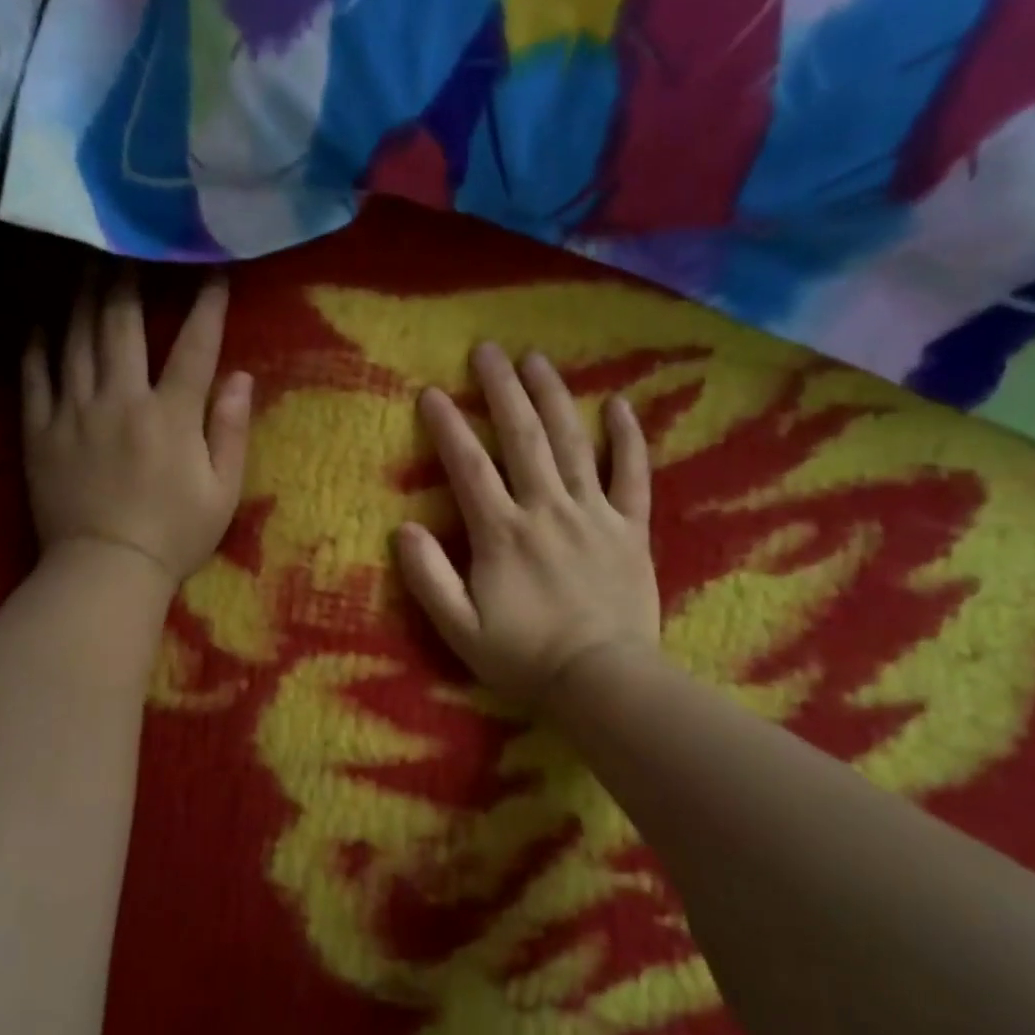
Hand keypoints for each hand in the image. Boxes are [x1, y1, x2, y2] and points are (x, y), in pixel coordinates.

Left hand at [22, 272, 251, 588]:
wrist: (105, 571)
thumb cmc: (174, 535)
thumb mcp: (223, 491)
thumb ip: (232, 431)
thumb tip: (242, 377)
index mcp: (171, 416)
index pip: (194, 347)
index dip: (207, 307)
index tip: (213, 273)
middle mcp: (121, 400)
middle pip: (122, 325)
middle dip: (129, 280)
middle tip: (129, 247)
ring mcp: (74, 413)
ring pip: (76, 340)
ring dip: (83, 298)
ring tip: (86, 264)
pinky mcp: (40, 431)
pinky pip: (34, 377)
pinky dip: (38, 345)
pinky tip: (41, 323)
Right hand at [397, 343, 659, 708]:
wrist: (603, 683)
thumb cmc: (525, 659)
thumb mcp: (460, 629)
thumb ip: (428, 577)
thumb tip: (402, 528)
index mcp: (502, 534)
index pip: (469, 467)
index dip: (448, 427)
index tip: (432, 392)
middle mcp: (547, 510)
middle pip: (523, 438)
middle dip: (502, 390)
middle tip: (487, 350)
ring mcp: (594, 515)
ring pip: (572, 443)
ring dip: (553, 396)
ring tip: (536, 359)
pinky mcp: (631, 529)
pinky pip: (632, 475)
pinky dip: (626, 438)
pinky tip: (618, 404)